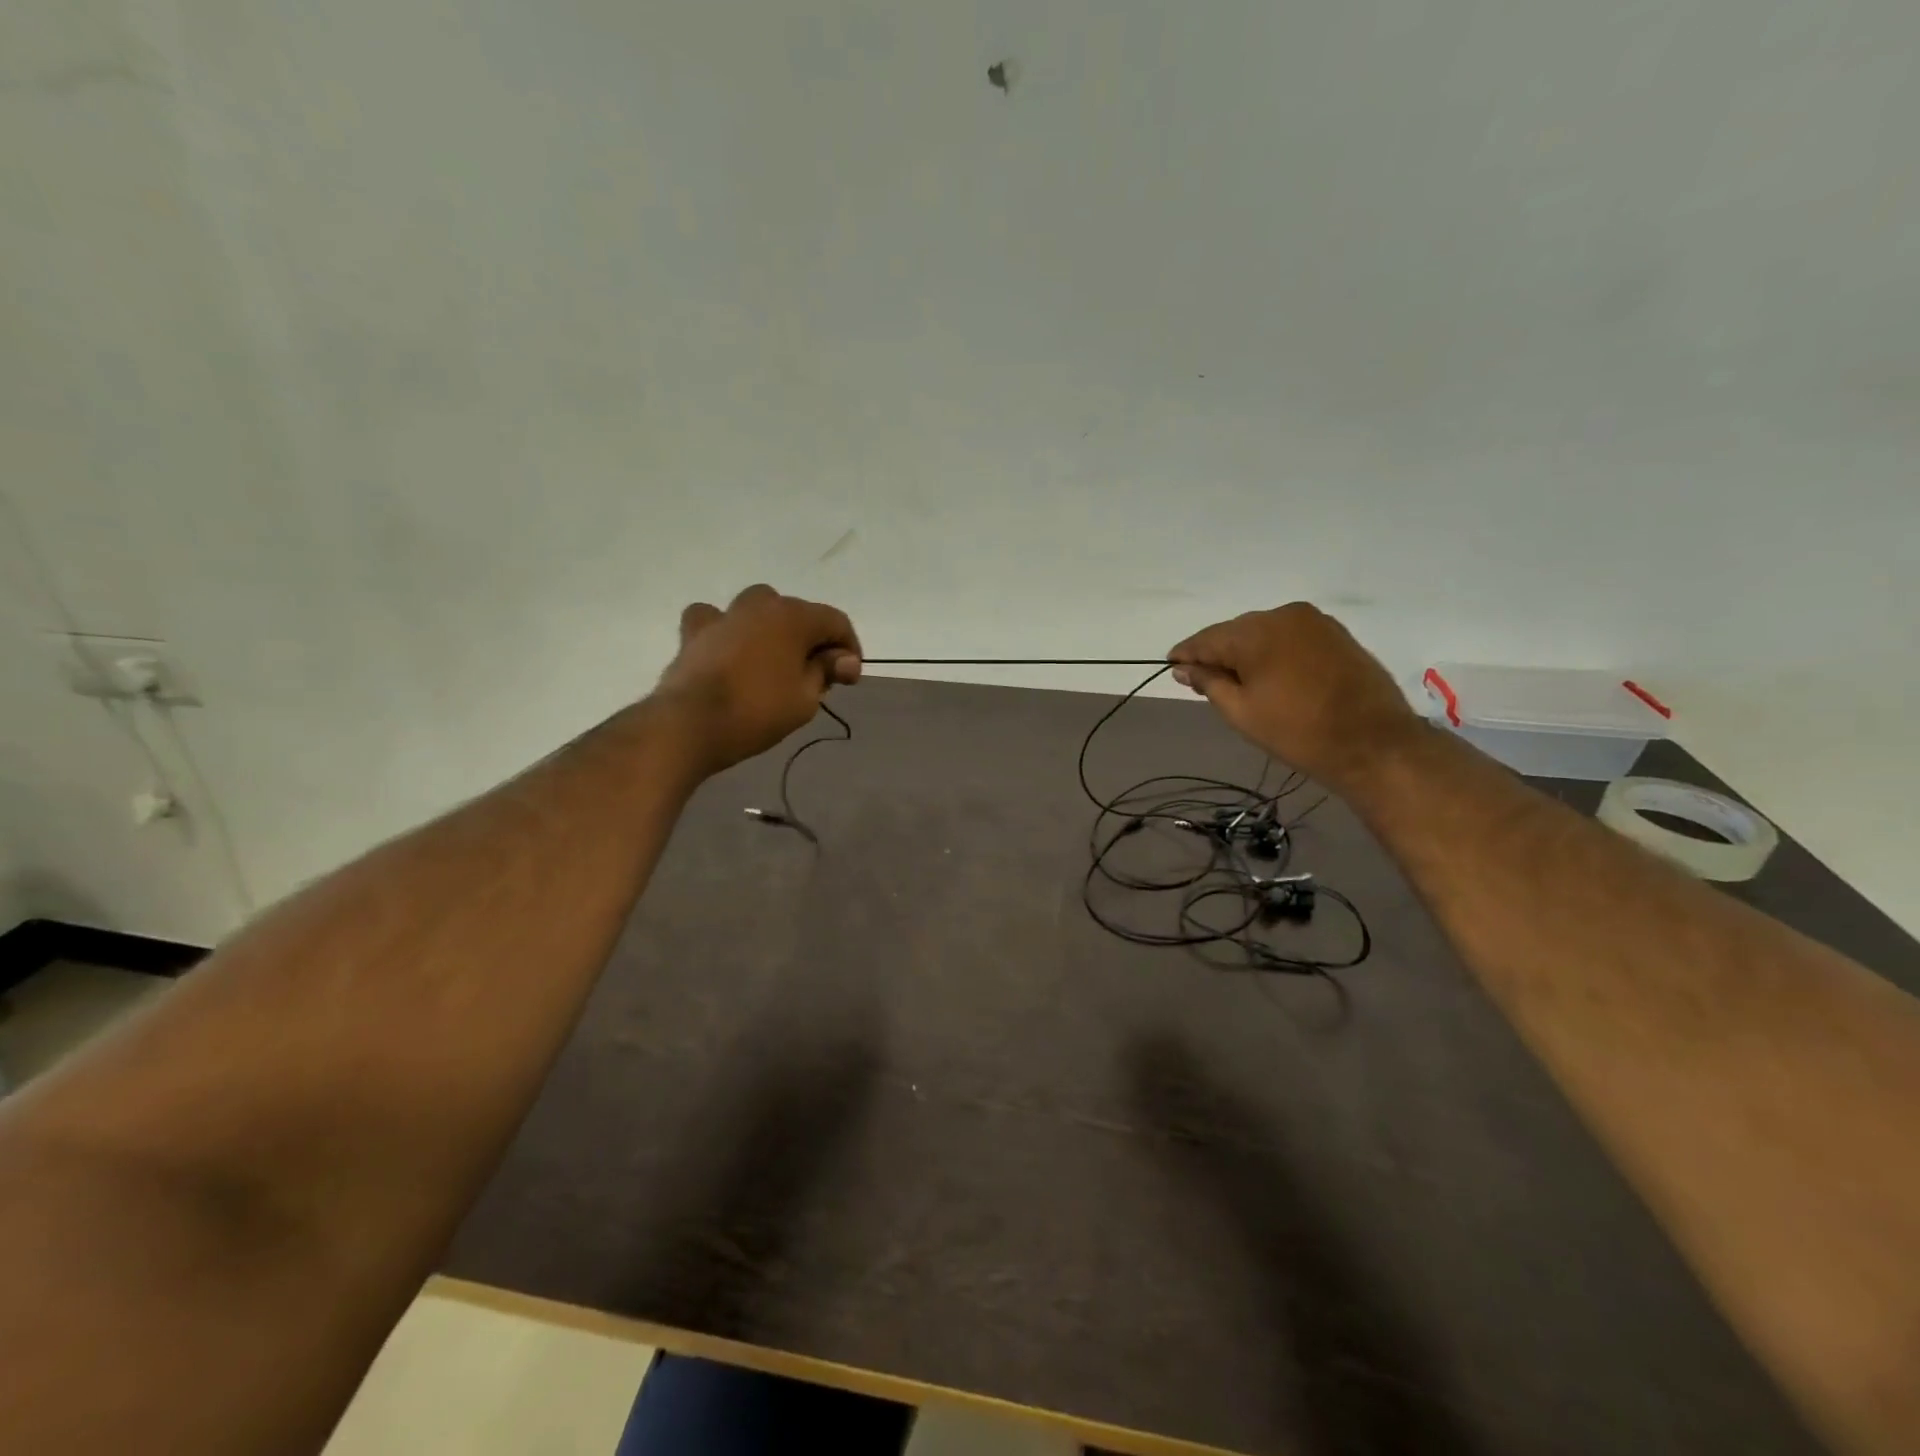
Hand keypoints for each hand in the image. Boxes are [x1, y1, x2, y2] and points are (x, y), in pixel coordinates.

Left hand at [655, 584, 862, 772]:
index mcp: (794, 616)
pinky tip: (728, 649)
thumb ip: (826, 671)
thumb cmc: (758, 711)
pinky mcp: (695, 632)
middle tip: (815, 676)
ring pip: (758, 609)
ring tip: (774, 660)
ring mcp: (725, 615)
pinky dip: (727, 630)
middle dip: (812, 640)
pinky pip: (716, 619)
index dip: (849, 649)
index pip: (836, 622)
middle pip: (799, 614)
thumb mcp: (806, 699)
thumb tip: (843, 659)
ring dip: (772, 629)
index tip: (848, 680)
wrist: (691, 724)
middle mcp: (761, 604)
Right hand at [1168, 603, 1418, 786]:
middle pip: (1235, 632)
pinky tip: (1269, 675)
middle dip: (1217, 654)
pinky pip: (1289, 637)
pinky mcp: (1335, 634)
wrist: (1374, 743)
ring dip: (1246, 653)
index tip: (1171, 667)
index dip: (1186, 654)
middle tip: (1203, 682)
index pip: (1207, 639)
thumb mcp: (1241, 712)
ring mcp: (1314, 621)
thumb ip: (1209, 683)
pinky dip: (1273, 652)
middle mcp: (1283, 614)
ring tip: (1237, 682)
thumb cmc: (1298, 732)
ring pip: (1264, 633)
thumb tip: (1183, 667)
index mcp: (1256, 632)